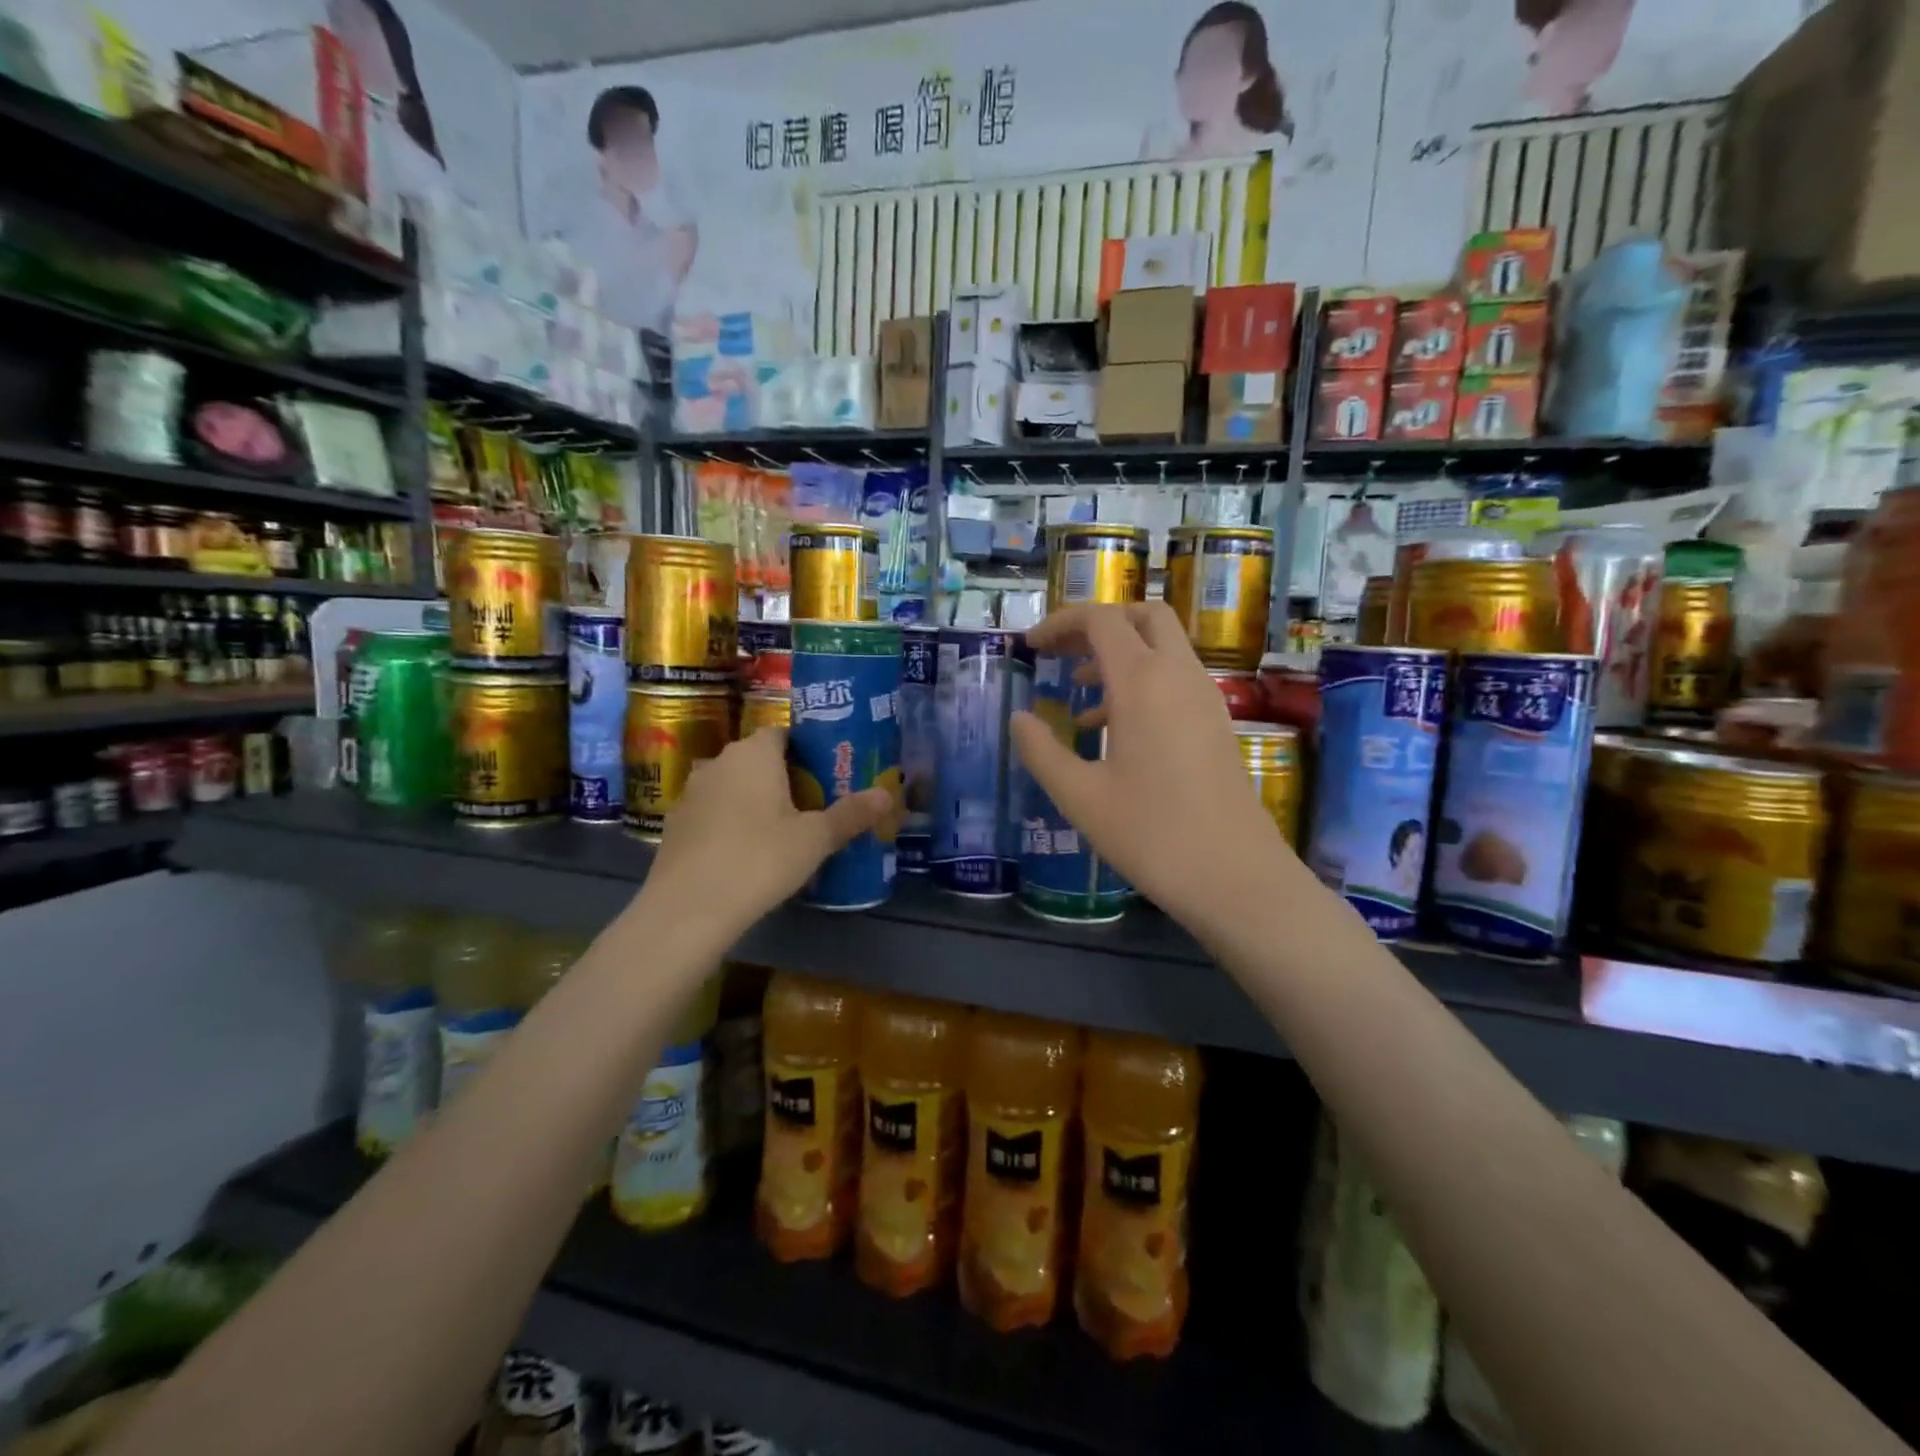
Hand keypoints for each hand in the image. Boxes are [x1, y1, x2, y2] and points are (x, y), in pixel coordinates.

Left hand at [641, 727, 890, 937]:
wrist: (688, 908)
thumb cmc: (760, 859)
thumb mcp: (815, 839)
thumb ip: (851, 814)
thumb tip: (886, 794)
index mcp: (754, 753)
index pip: (783, 733)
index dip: (807, 749)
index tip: (828, 772)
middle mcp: (719, 762)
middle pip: (758, 759)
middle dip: (784, 776)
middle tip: (814, 802)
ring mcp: (691, 792)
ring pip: (733, 785)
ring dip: (754, 799)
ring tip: (782, 828)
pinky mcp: (675, 823)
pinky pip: (713, 812)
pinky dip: (730, 822)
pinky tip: (745, 851)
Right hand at [1010, 603, 1294, 925]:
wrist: (1234, 876)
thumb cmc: (1151, 834)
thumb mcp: (1079, 796)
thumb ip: (1041, 751)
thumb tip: (1019, 719)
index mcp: (1143, 682)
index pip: (1101, 620)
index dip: (1061, 623)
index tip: (1030, 647)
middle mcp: (1179, 676)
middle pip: (1143, 616)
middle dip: (1098, 624)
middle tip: (1061, 653)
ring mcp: (1204, 698)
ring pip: (1163, 647)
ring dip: (1120, 654)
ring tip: (1078, 692)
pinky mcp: (1216, 723)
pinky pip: (1176, 679)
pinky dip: (1142, 681)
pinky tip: (1113, 729)